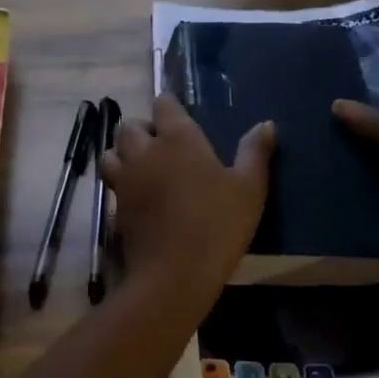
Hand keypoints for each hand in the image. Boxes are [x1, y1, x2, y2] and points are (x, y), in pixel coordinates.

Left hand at [100, 93, 273, 310]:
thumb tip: (266, 124)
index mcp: (178, 138)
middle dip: (142, 128)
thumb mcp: (249, 189)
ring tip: (143, 165)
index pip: (163, 104)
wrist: (174, 273)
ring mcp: (126, 179)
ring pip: (112, 152)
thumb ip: (255, 152)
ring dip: (123, 152)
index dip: (169, 105)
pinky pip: (113, 184)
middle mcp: (145, 151)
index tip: (178, 114)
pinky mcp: (116, 206)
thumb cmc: (217, 224)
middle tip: (161, 144)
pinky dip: (121, 183)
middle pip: (129, 125)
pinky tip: (138, 196)